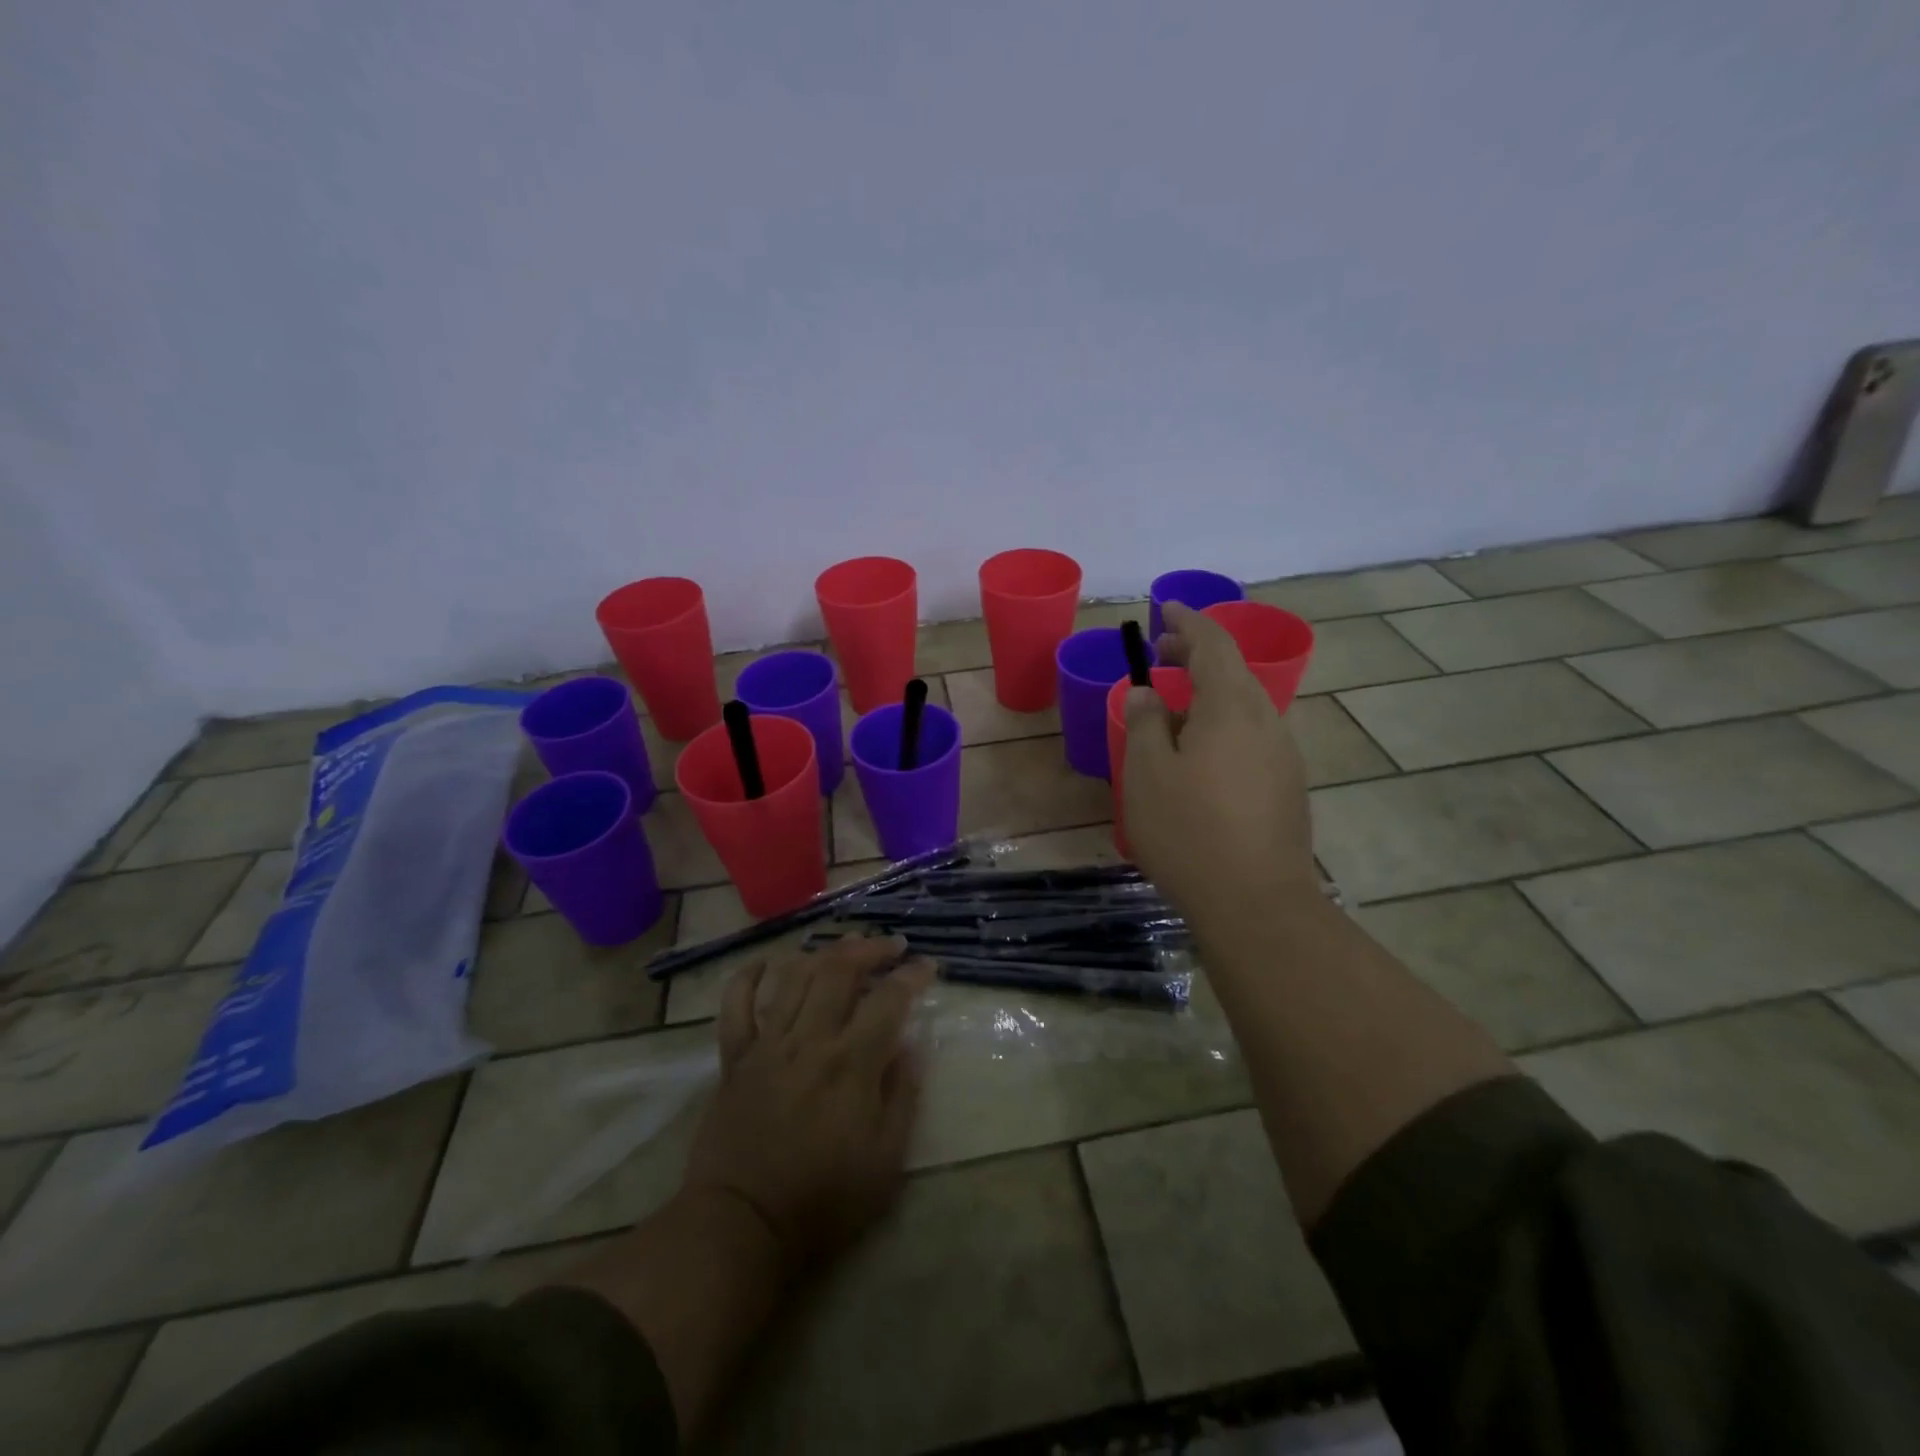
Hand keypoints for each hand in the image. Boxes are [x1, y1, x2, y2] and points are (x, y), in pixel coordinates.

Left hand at [679, 936, 934, 1279]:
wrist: (742, 1227)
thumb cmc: (822, 1201)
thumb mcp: (885, 1162)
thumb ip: (902, 1097)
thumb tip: (911, 1046)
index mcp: (851, 1064)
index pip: (888, 999)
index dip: (912, 976)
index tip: (928, 967)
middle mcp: (809, 1040)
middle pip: (839, 970)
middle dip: (869, 949)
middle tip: (890, 946)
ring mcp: (767, 1045)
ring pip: (794, 976)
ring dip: (823, 953)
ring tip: (845, 946)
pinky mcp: (734, 1058)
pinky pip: (736, 1005)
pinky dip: (748, 978)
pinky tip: (767, 963)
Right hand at [1121, 600, 1317, 918]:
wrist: (1258, 905)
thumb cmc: (1190, 832)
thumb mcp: (1147, 773)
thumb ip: (1144, 723)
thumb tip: (1146, 694)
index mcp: (1232, 707)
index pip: (1213, 643)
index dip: (1187, 620)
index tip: (1163, 607)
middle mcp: (1266, 722)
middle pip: (1233, 672)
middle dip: (1196, 655)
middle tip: (1159, 654)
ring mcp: (1283, 757)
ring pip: (1243, 707)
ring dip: (1208, 695)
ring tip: (1170, 711)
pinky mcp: (1287, 788)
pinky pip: (1250, 738)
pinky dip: (1221, 726)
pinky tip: (1198, 758)